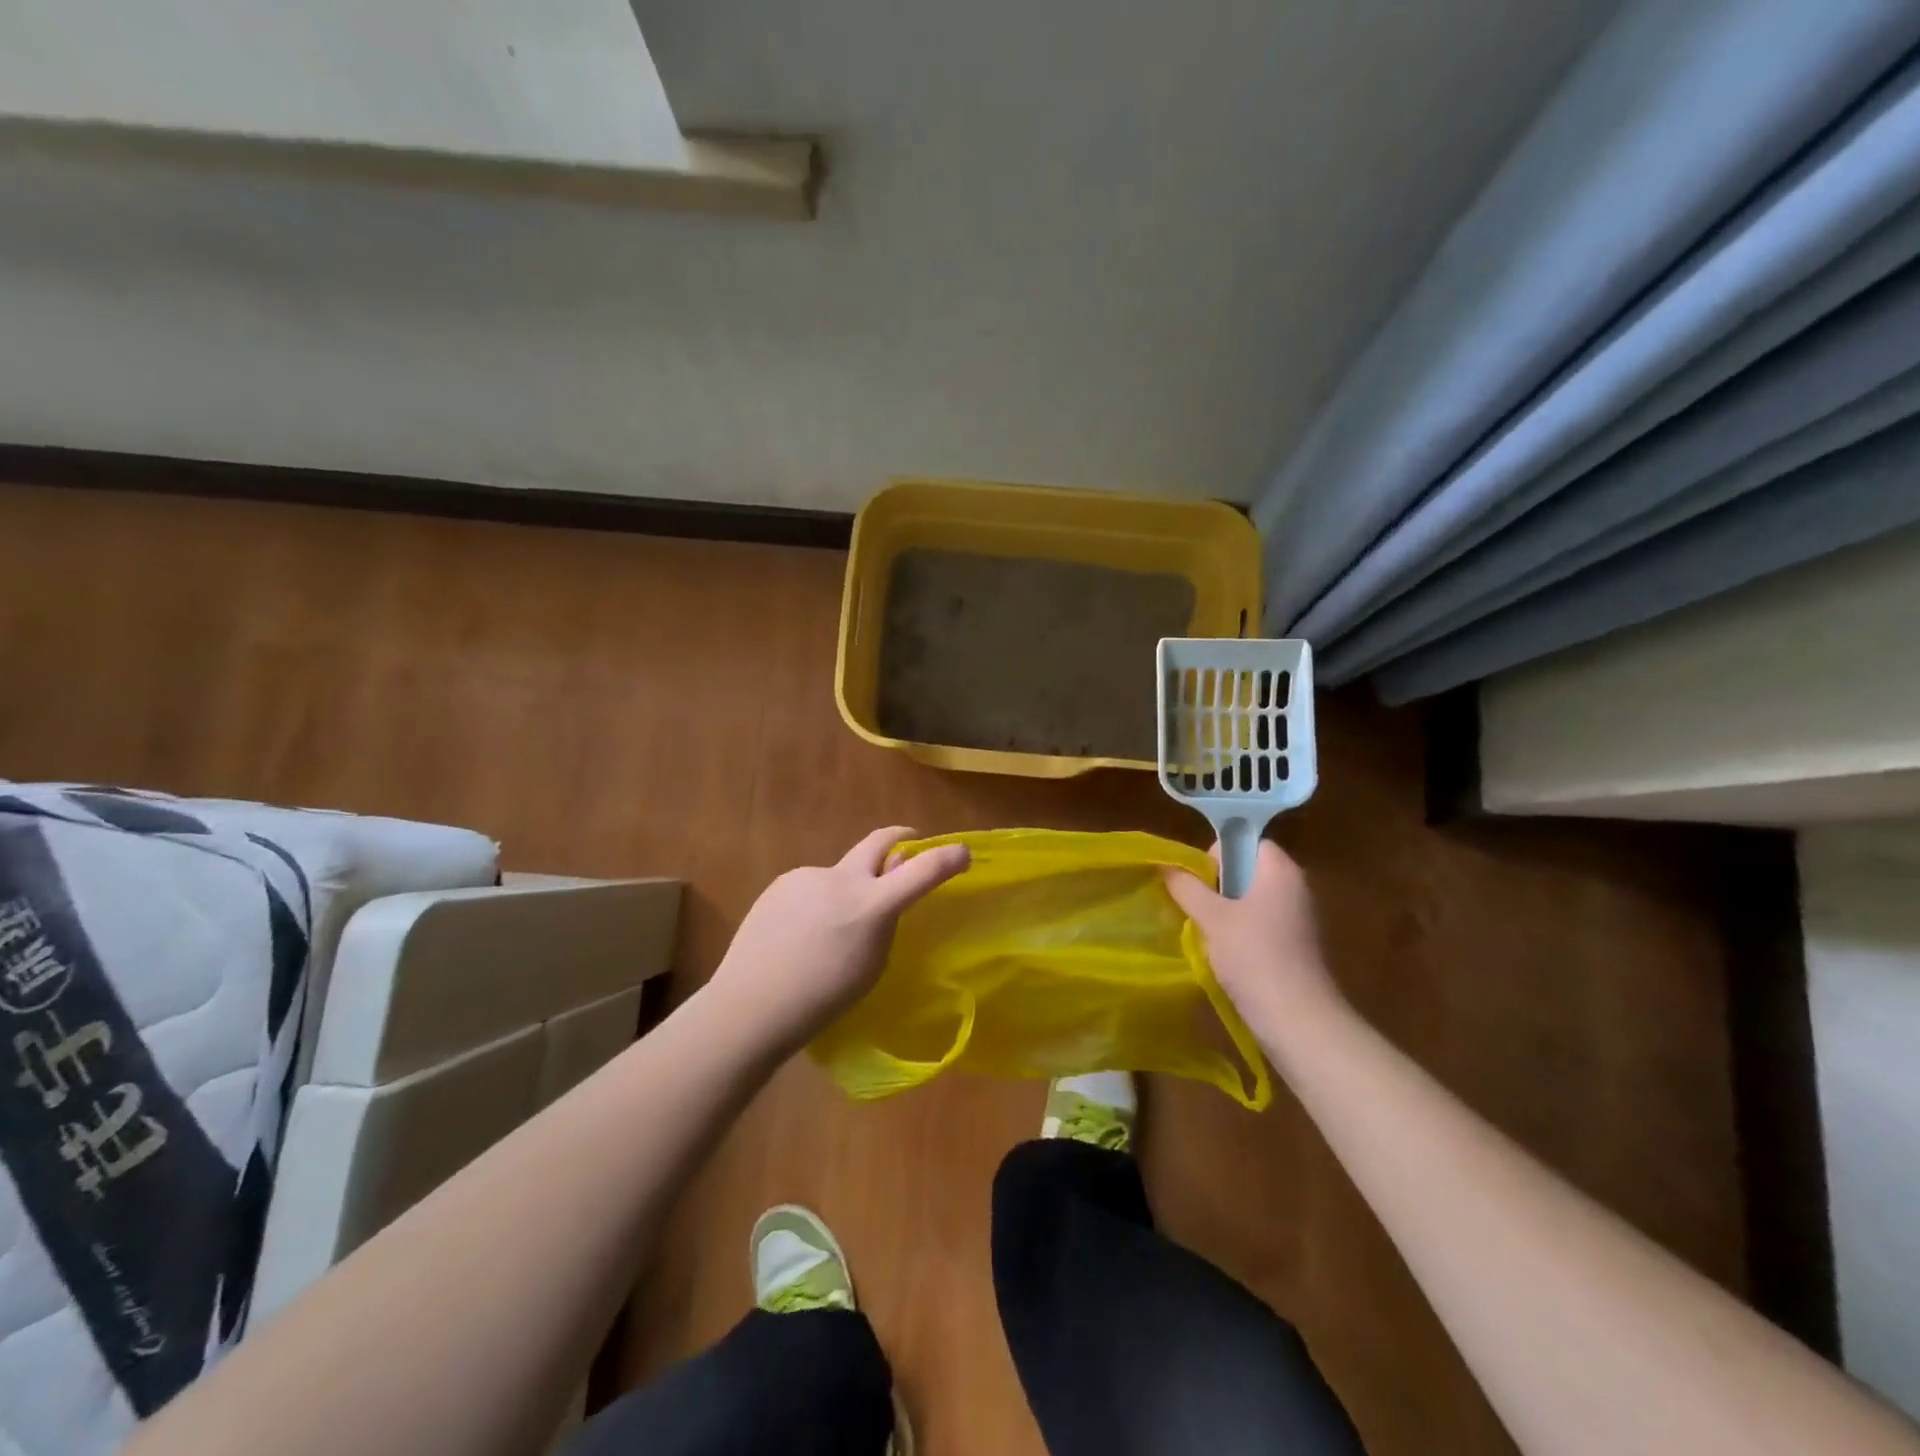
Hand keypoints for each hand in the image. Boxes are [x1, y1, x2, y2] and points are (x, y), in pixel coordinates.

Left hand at [708, 827, 969, 1053]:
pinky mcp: (782, 882)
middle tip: (910, 842)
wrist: (750, 1004)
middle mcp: (841, 880)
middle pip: (879, 841)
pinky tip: (800, 932)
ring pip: (841, 873)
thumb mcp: (871, 966)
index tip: (964, 852)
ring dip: (849, 887)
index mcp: (870, 906)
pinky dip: (818, 901)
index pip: (921, 872)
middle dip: (901, 837)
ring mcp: (808, 876)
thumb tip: (885, 894)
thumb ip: (884, 923)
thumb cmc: (821, 999)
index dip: (948, 858)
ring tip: (831, 928)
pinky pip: (812, 886)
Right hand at [1163, 839, 1343, 1044]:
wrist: (1298, 1020)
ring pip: (1249, 899)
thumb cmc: (1254, 956)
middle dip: (1216, 886)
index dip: (1217, 855)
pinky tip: (1226, 954)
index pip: (1244, 841)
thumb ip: (1186, 887)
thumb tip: (1166, 864)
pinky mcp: (1295, 944)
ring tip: (1208, 935)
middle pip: (1245, 870)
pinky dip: (1239, 932)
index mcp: (1280, 869)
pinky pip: (1259, 923)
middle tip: (1199, 911)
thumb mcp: (1211, 918)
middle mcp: (1294, 886)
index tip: (1199, 883)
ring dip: (1224, 912)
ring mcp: (1298, 917)